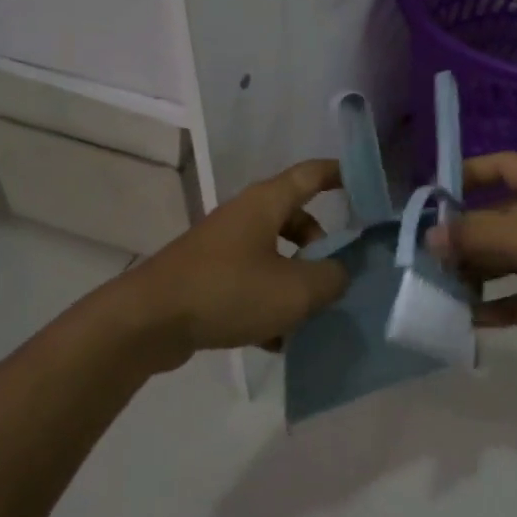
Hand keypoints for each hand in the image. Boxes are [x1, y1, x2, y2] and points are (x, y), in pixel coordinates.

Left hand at [119, 159, 348, 369]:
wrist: (149, 320)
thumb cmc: (229, 291)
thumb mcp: (294, 290)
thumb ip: (330, 279)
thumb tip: (340, 273)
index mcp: (265, 203)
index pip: (311, 175)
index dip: (340, 174)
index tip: (366, 184)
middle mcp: (244, 217)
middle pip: (294, 220)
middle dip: (321, 245)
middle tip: (338, 275)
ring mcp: (222, 248)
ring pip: (273, 256)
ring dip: (295, 282)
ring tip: (312, 316)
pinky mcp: (207, 278)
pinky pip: (250, 284)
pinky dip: (268, 305)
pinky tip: (278, 342)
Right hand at [429, 152, 516, 376]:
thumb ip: (483, 233)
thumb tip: (431, 236)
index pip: (504, 167)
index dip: (466, 177)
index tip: (430, 200)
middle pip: (502, 216)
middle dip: (467, 235)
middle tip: (428, 257)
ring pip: (511, 258)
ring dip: (480, 272)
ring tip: (442, 288)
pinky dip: (502, 305)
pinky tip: (473, 318)